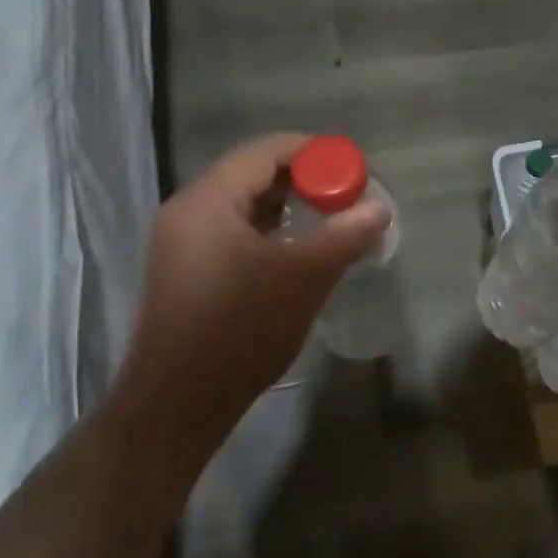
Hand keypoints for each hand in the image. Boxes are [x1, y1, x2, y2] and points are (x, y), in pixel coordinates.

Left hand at [114, 135, 388, 454]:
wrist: (176, 407)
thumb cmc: (239, 330)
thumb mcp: (303, 278)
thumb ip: (345, 235)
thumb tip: (381, 207)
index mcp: (208, 200)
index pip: (267, 150)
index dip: (315, 153)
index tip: (354, 172)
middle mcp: (188, 210)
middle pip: (254, 172)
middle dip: (305, 179)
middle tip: (347, 197)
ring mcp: (181, 242)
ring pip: (244, 203)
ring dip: (288, 206)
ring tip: (329, 221)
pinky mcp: (186, 270)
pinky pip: (233, 230)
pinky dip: (268, 229)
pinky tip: (297, 251)